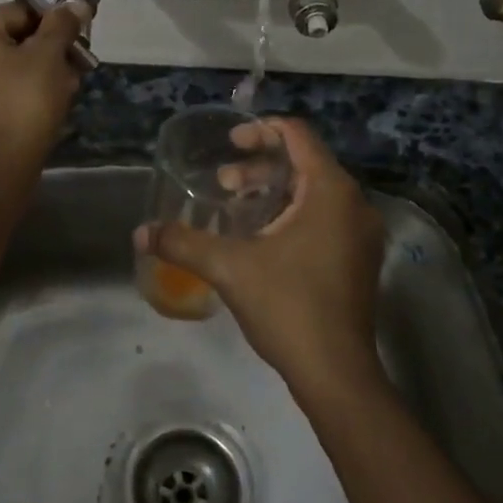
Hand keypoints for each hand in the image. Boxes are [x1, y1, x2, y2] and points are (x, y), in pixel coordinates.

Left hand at [0, 0, 86, 175]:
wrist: (0, 164)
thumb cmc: (24, 100)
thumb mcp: (49, 55)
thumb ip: (62, 25)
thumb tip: (76, 4)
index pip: (21, 13)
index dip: (55, 26)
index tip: (79, 43)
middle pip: (13, 37)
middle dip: (49, 50)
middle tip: (77, 66)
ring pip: (9, 62)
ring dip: (41, 69)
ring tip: (68, 86)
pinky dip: (23, 87)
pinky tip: (51, 100)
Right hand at [137, 117, 386, 396]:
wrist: (336, 373)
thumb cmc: (288, 307)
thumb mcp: (229, 268)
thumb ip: (183, 243)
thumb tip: (140, 233)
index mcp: (330, 191)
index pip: (298, 135)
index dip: (261, 130)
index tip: (229, 143)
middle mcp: (354, 204)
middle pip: (305, 163)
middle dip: (260, 166)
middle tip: (223, 182)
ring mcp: (361, 234)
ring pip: (315, 192)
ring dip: (274, 191)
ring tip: (236, 208)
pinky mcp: (359, 258)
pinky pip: (325, 216)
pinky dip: (293, 213)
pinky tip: (262, 238)